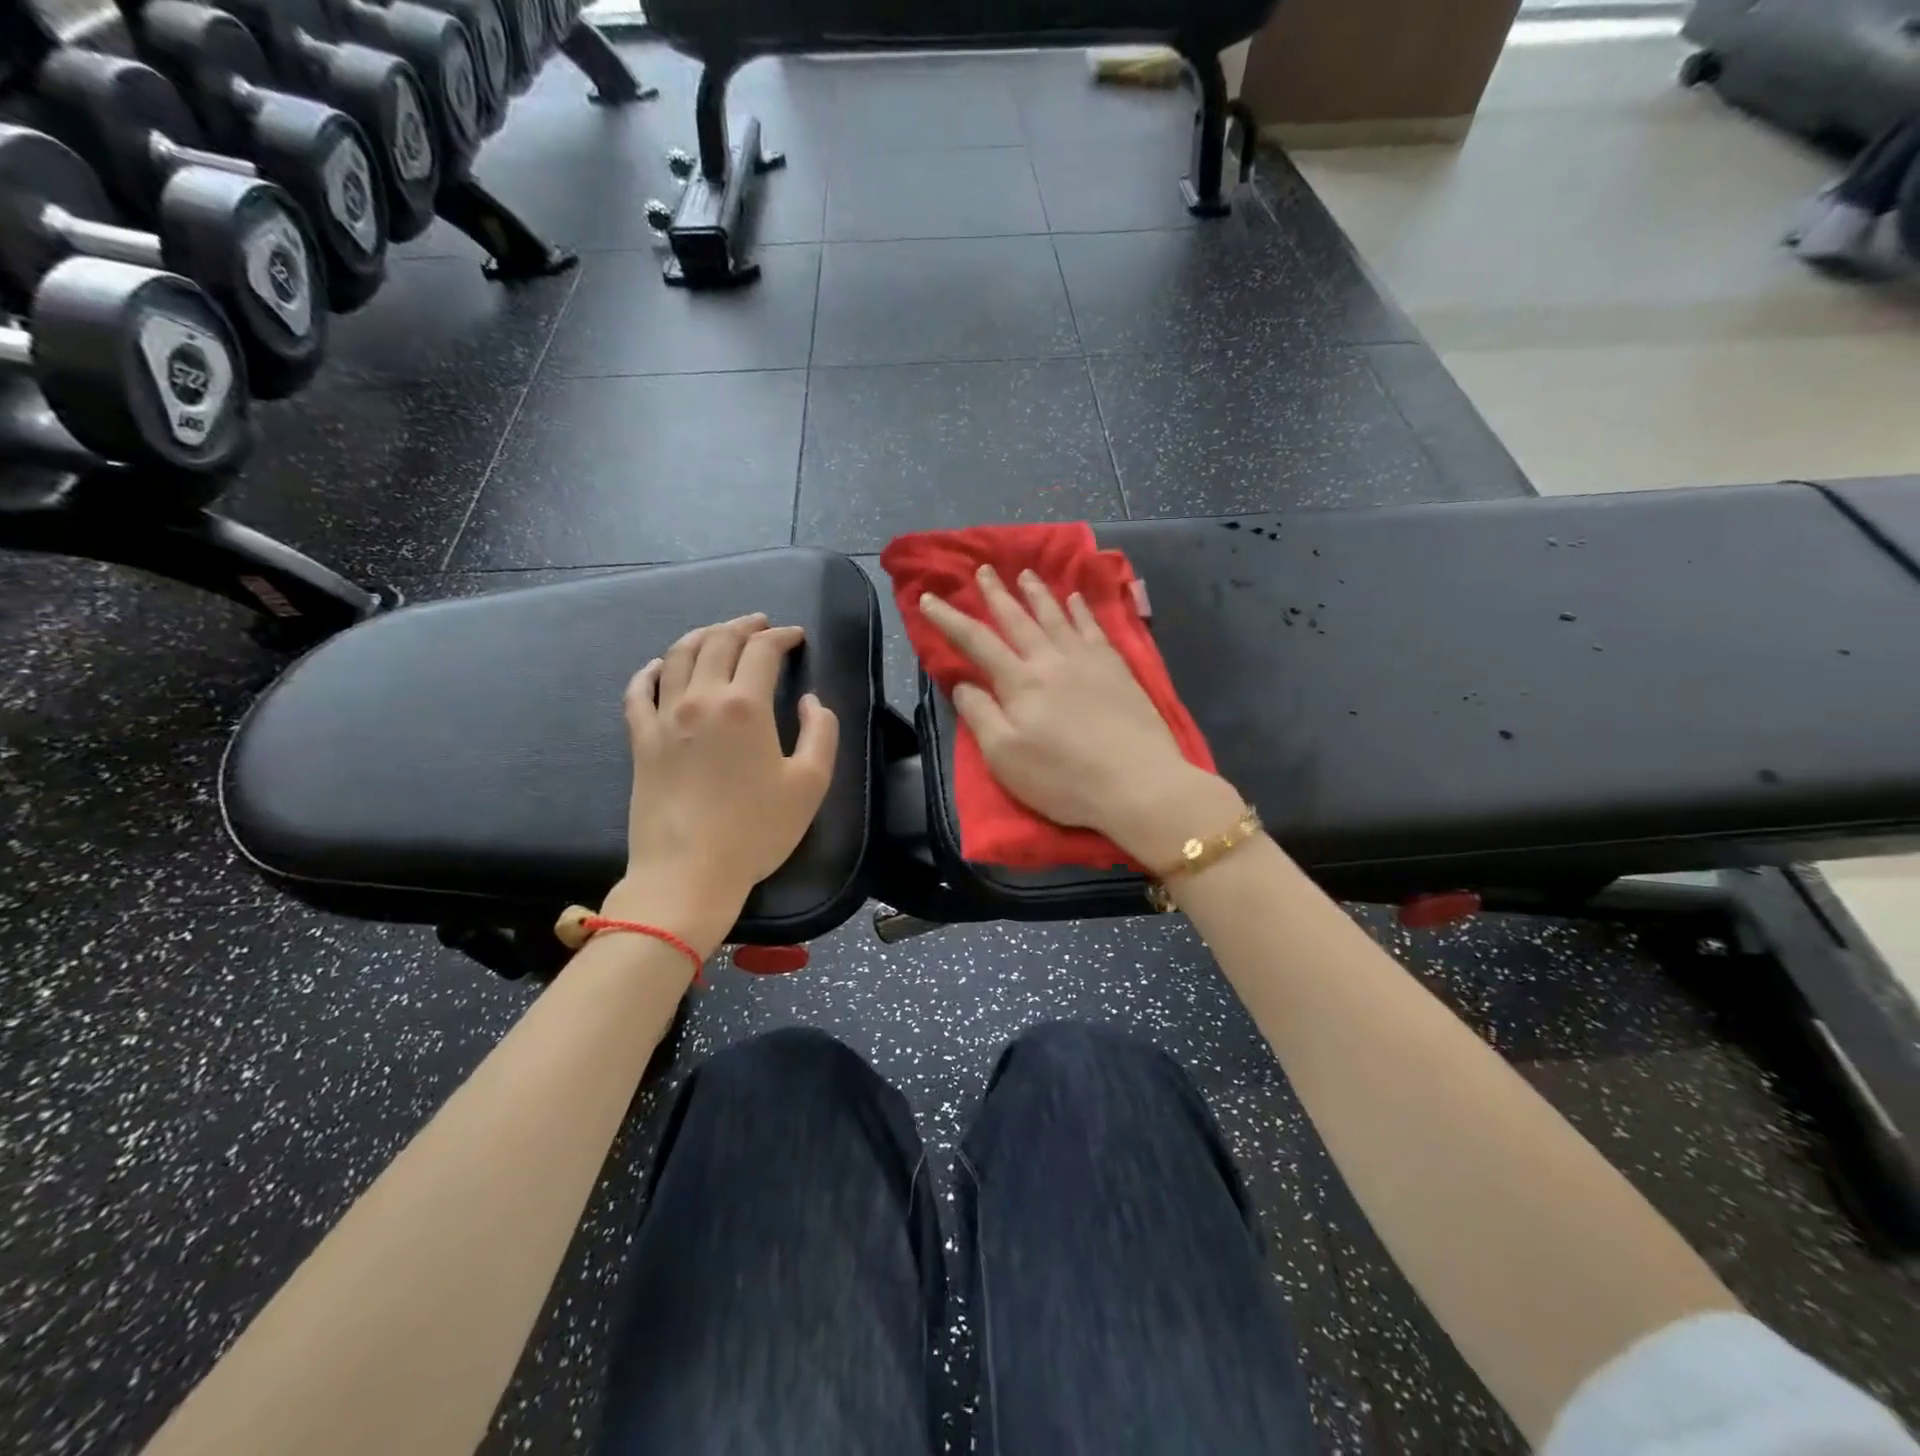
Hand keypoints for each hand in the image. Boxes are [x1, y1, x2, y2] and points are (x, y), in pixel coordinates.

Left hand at [605, 614, 838, 955]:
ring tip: (718, 634)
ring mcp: (664, 717)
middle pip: (718, 642)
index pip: (761, 651)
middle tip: (760, 624)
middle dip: (743, 626)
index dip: (781, 636)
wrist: (688, 872)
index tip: (795, 637)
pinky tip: (659, 667)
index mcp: (745, 706)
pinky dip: (651, 670)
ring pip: (678, 656)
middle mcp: (701, 699)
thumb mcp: (810, 784)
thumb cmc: (756, 830)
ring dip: (702, 636)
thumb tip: (811, 702)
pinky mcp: (641, 740)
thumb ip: (821, 733)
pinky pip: (639, 691)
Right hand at [919, 565, 1238, 865]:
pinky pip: (1094, 628)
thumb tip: (963, 683)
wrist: (1138, 782)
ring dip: (1038, 593)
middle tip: (984, 570)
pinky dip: (1082, 610)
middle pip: (1018, 619)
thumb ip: (981, 715)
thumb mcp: (1005, 757)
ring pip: (1056, 616)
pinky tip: (1076, 599)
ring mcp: (1087, 660)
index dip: (949, 619)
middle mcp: (1051, 660)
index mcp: (1019, 683)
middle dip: (997, 594)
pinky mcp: (1117, 669)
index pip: (976, 642)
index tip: (928, 599)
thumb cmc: (1063, 778)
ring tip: (1025, 574)